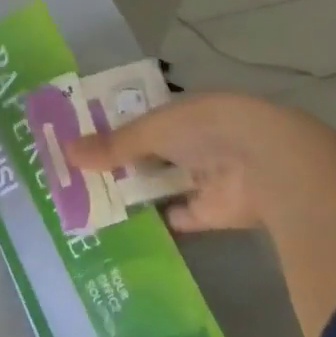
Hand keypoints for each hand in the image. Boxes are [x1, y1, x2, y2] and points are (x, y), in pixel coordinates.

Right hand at [64, 93, 322, 233]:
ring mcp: (211, 176)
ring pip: (168, 182)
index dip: (118, 127)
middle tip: (83, 173)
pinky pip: (184, 215)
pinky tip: (132, 226)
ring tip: (99, 199)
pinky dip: (163, 219)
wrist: (270, 167)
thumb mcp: (152, 130)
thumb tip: (65, 153)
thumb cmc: (208, 130)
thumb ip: (112, 144)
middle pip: (156, 152)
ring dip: (142, 189)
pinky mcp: (218, 211)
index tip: (85, 138)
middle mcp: (200, 141)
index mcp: (189, 111)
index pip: (148, 118)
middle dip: (126, 161)